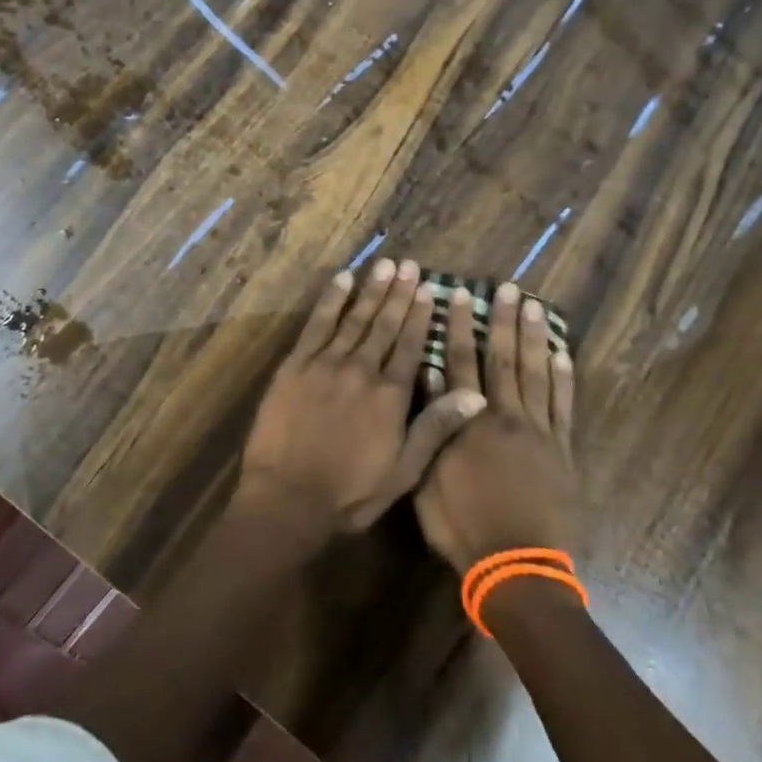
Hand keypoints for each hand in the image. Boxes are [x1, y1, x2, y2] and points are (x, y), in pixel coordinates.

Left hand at [238, 260, 486, 536]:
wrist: (287, 497)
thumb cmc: (349, 492)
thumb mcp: (403, 471)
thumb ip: (436, 428)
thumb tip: (475, 395)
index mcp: (391, 395)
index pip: (410, 345)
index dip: (420, 315)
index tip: (429, 288)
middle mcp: (362, 369)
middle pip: (385, 324)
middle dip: (399, 293)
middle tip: (408, 264)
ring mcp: (326, 363)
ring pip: (355, 318)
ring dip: (371, 290)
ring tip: (385, 265)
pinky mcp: (296, 365)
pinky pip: (317, 324)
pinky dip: (331, 299)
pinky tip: (342, 279)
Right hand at [414, 282, 577, 571]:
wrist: (518, 567)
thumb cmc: (464, 527)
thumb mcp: (428, 480)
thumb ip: (430, 428)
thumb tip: (427, 380)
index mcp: (469, 423)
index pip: (462, 363)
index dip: (459, 328)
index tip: (460, 296)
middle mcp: (505, 417)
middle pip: (504, 359)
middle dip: (503, 321)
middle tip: (508, 288)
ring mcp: (539, 432)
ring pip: (537, 374)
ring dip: (535, 338)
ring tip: (534, 306)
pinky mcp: (562, 450)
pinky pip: (564, 406)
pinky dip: (564, 378)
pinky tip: (562, 353)